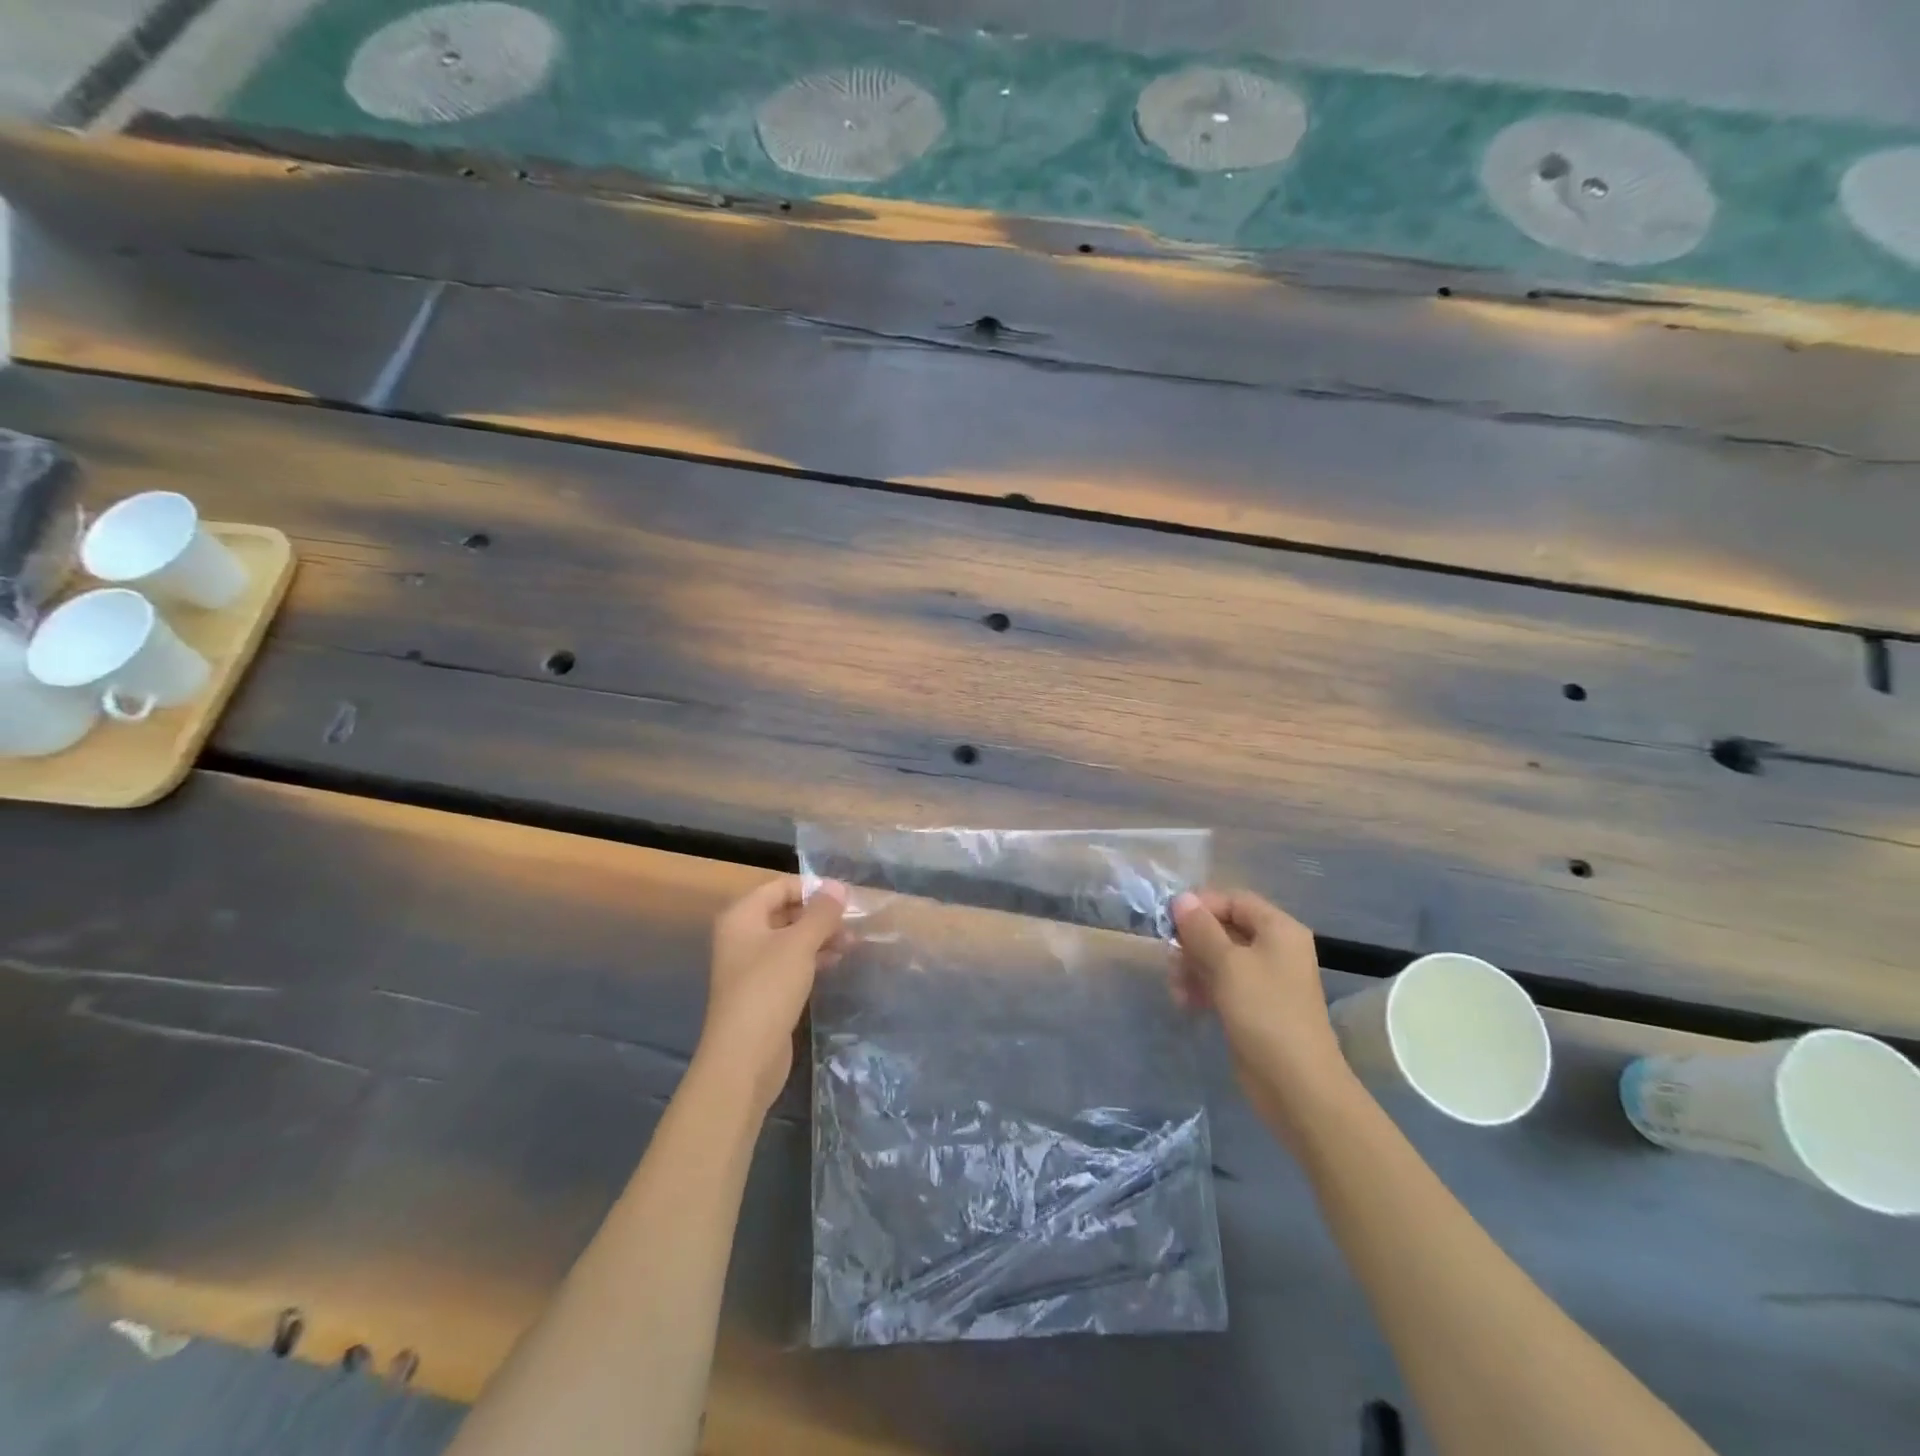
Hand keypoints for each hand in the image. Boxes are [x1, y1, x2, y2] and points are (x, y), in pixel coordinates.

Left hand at [697, 876, 848, 1112]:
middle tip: (853, 922)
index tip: (845, 897)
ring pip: (791, 939)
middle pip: (786, 912)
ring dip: (821, 937)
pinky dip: (813, 958)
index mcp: (742, 917)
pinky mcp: (763, 991)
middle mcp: (742, 936)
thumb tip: (838, 886)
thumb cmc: (768, 989)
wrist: (743, 1058)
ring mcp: (751, 966)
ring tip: (853, 943)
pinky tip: (836, 962)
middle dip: (820, 915)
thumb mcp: (799, 944)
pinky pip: (790, 963)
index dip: (812, 888)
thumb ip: (821, 913)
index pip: (780, 886)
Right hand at [1171, 890, 1351, 1121]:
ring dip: (1193, 967)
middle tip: (1171, 959)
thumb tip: (1181, 898)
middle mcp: (1275, 949)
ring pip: (1219, 958)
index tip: (1170, 922)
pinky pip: (1223, 984)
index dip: (1201, 906)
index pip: (1234, 900)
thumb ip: (1201, 929)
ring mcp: (1266, 980)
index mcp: (1279, 929)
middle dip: (1193, 942)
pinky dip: (1203, 988)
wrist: (1296, 1085)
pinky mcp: (1255, 1007)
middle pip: (1224, 928)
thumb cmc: (1264, 1012)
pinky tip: (1186, 1003)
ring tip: (1177, 989)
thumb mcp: (1227, 964)